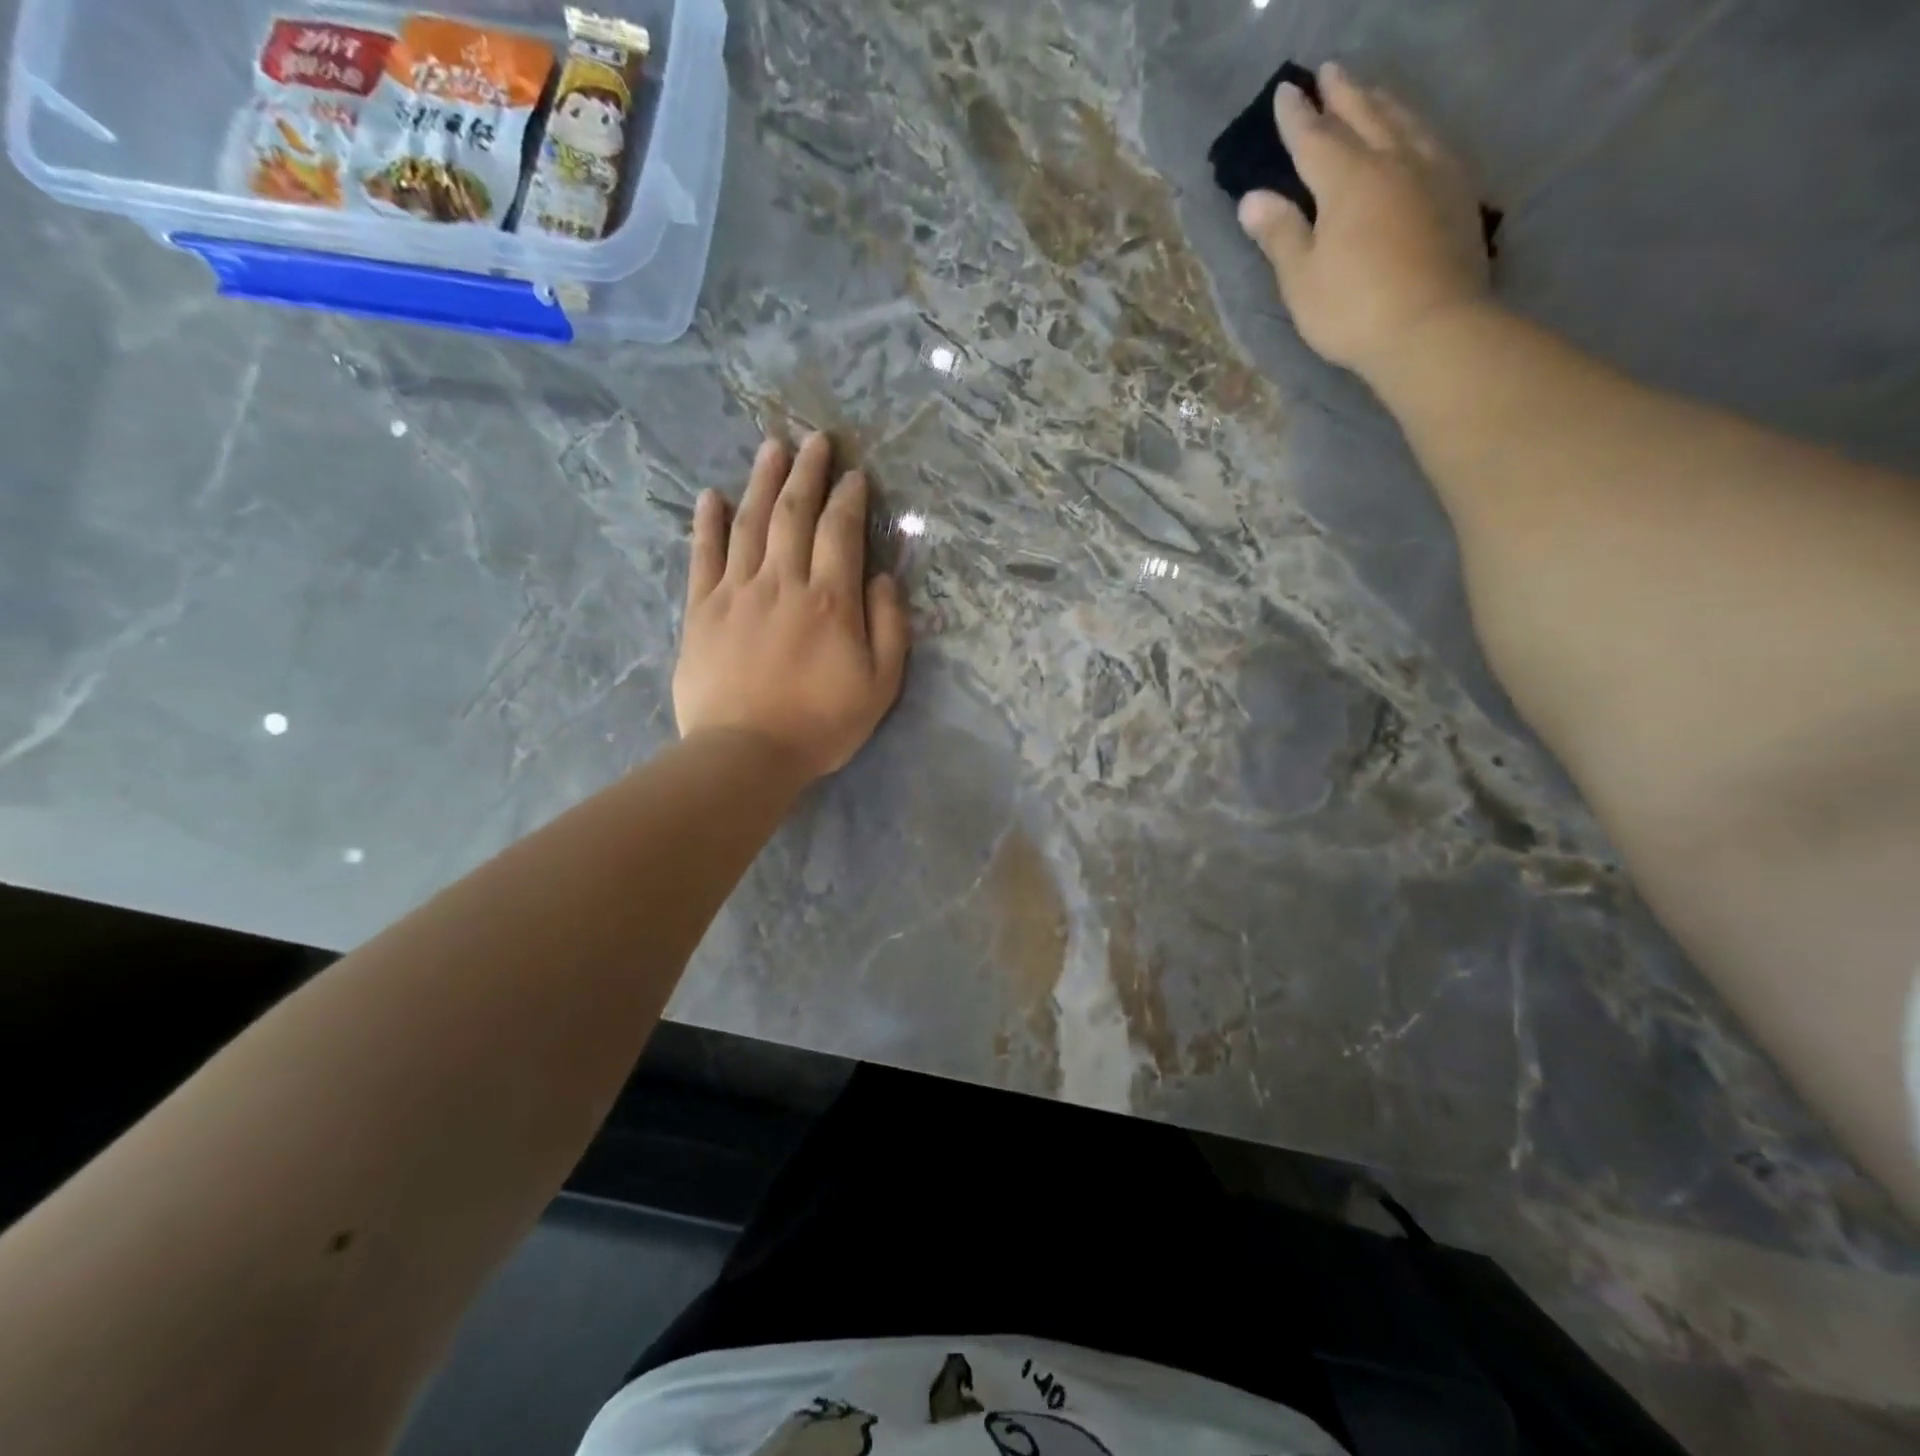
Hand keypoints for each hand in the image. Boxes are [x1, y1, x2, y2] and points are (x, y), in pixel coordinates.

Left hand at [673, 433, 909, 781]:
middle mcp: (783, 583)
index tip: (855, 474)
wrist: (746, 754)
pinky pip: (703, 556)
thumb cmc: (821, 724)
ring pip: (750, 523)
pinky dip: (707, 523)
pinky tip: (711, 496)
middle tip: (815, 440)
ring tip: (771, 447)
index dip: (849, 498)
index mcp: (830, 600)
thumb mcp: (880, 686)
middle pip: (794, 513)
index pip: (840, 532)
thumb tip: (883, 578)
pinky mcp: (701, 610)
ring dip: (762, 481)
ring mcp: (737, 592)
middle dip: (807, 472)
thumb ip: (889, 627)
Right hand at [1237, 62, 1490, 378]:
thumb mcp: (1301, 279)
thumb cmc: (1352, 309)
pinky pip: (1431, 141)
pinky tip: (1413, 133)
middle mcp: (1392, 161)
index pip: (1315, 138)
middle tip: (1329, 71)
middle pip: (1365, 115)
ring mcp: (1431, 172)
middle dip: (1343, 93)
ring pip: (1404, 122)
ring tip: (1370, 92)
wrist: (1431, 328)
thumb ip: (1280, 234)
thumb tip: (1252, 198)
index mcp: (1347, 180)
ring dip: (1382, 102)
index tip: (1286, 91)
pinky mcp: (1457, 194)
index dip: (1297, 116)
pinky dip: (1413, 127)